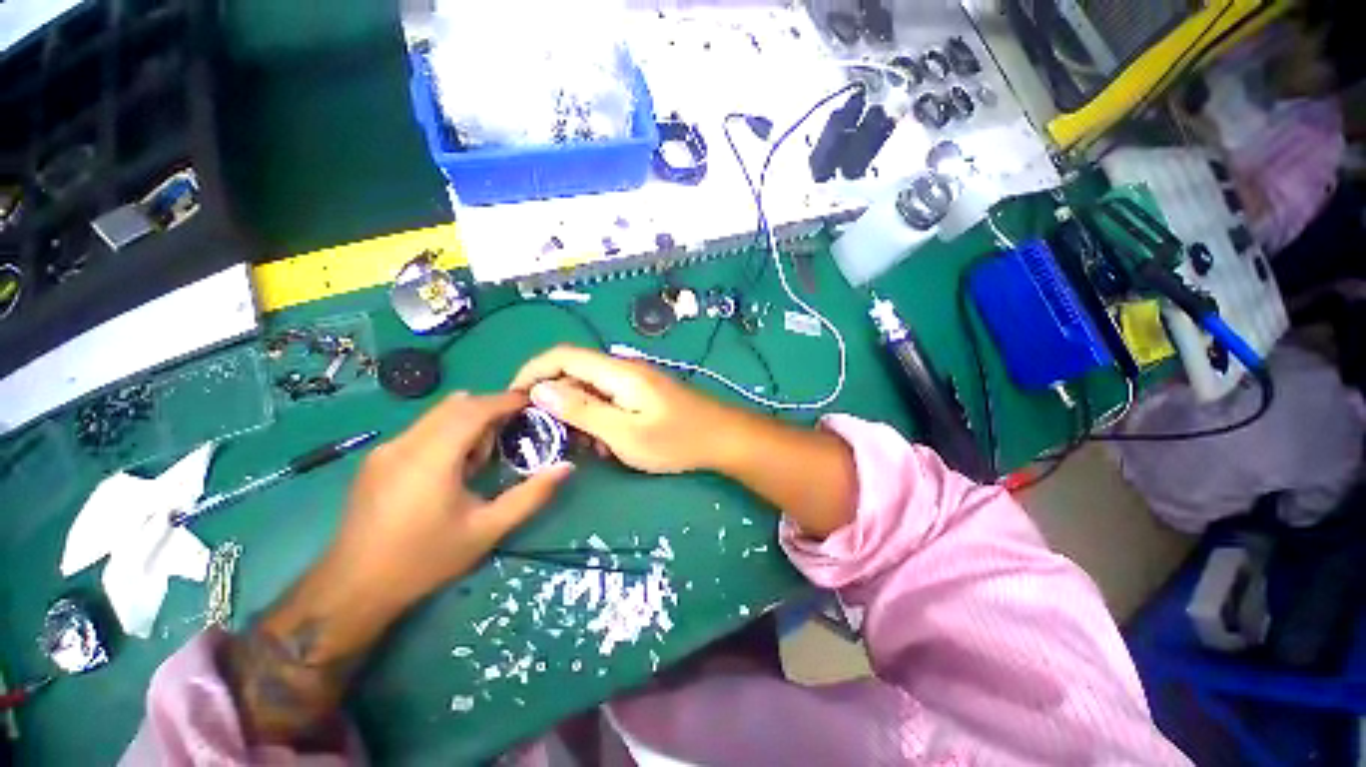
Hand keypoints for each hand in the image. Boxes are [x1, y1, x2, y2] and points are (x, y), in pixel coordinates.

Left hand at [226, 392, 572, 748]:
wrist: (353, 589)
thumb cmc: (425, 559)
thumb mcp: (487, 530)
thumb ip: (531, 496)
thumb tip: (566, 467)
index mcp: (432, 458)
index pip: (474, 409)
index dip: (506, 401)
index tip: (533, 402)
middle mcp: (405, 444)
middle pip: (456, 406)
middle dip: (490, 410)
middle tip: (515, 431)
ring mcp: (386, 450)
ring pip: (438, 416)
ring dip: (469, 422)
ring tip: (485, 454)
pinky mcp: (377, 459)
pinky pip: (422, 430)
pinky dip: (448, 433)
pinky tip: (454, 466)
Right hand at [509, 345, 742, 473]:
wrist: (722, 438)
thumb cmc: (676, 439)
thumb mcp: (624, 433)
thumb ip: (582, 410)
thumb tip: (540, 390)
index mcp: (617, 372)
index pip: (562, 356)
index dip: (532, 371)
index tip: (513, 399)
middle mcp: (623, 369)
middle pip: (575, 373)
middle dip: (556, 401)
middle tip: (551, 435)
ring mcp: (634, 380)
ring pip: (590, 389)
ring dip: (579, 415)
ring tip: (586, 445)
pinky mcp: (642, 393)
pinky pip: (608, 399)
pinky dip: (598, 418)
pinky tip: (607, 442)